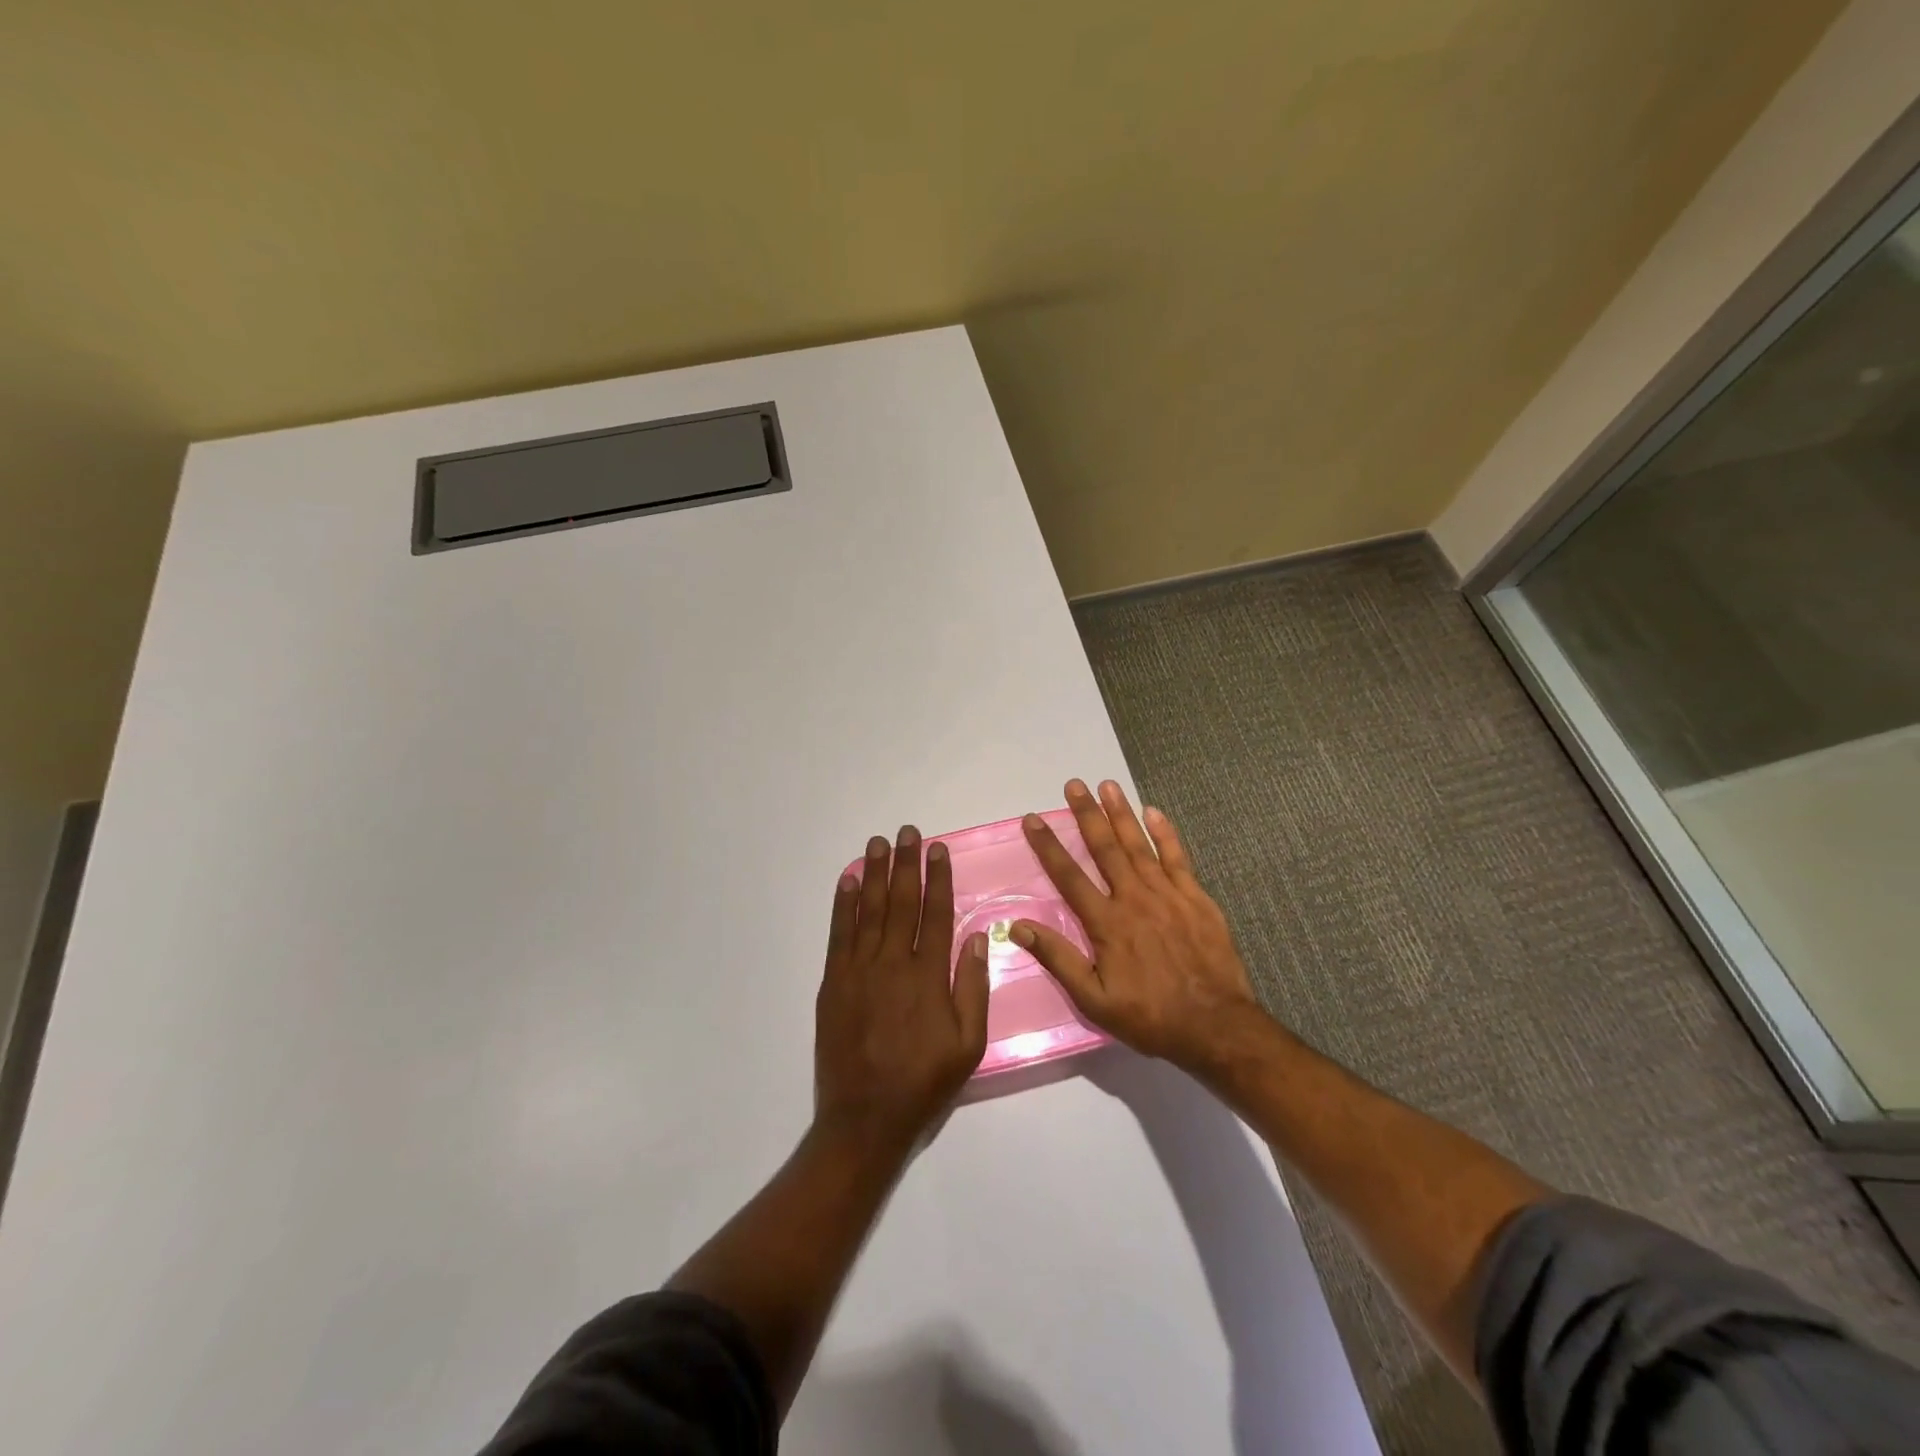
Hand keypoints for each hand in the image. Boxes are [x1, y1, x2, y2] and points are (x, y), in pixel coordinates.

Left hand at [814, 826, 990, 1149]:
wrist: (865, 1118)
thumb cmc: (924, 1082)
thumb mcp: (968, 1044)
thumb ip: (973, 987)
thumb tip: (978, 936)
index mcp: (928, 976)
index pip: (935, 914)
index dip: (937, 878)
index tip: (937, 850)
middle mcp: (893, 964)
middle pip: (900, 902)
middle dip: (905, 864)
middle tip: (907, 832)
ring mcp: (859, 971)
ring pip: (868, 911)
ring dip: (873, 874)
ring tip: (877, 844)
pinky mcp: (833, 983)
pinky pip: (838, 934)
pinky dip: (842, 905)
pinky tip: (847, 881)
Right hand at [1012, 779, 1262, 1071]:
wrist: (1216, 1025)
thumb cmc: (1150, 1016)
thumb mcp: (1094, 999)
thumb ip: (1058, 959)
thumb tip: (1018, 927)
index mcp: (1107, 922)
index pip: (1069, 876)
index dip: (1048, 846)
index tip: (1033, 819)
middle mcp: (1134, 898)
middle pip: (1105, 848)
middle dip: (1086, 814)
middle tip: (1074, 785)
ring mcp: (1168, 894)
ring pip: (1139, 845)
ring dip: (1121, 813)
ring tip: (1107, 785)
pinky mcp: (1196, 897)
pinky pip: (1177, 857)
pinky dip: (1165, 833)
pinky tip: (1154, 812)